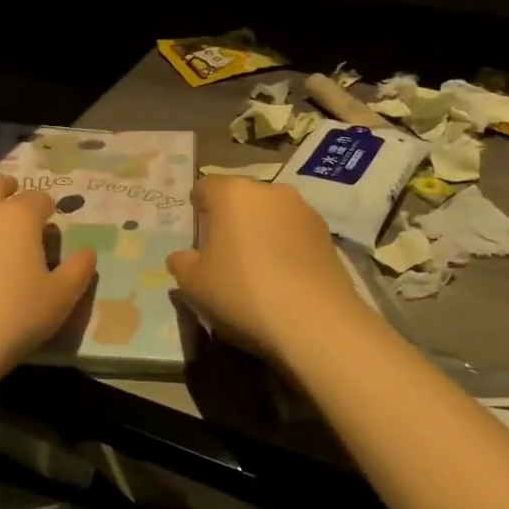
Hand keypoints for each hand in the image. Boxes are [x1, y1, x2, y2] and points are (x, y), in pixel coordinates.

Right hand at [167, 177, 384, 367]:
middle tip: (224, 251)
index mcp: (231, 192)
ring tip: (257, 265)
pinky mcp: (327, 233)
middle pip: (241, 197)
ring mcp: (303, 209)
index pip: (205, 187)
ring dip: (261, 229)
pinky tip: (284, 276)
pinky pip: (295, 232)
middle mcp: (269, 190)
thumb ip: (181, 263)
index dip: (198, 207)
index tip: (197, 232)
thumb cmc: (242, 292)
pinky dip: (286, 245)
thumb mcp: (194, 284)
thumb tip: (182, 257)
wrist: (315, 321)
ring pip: (271, 213)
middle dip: (231, 217)